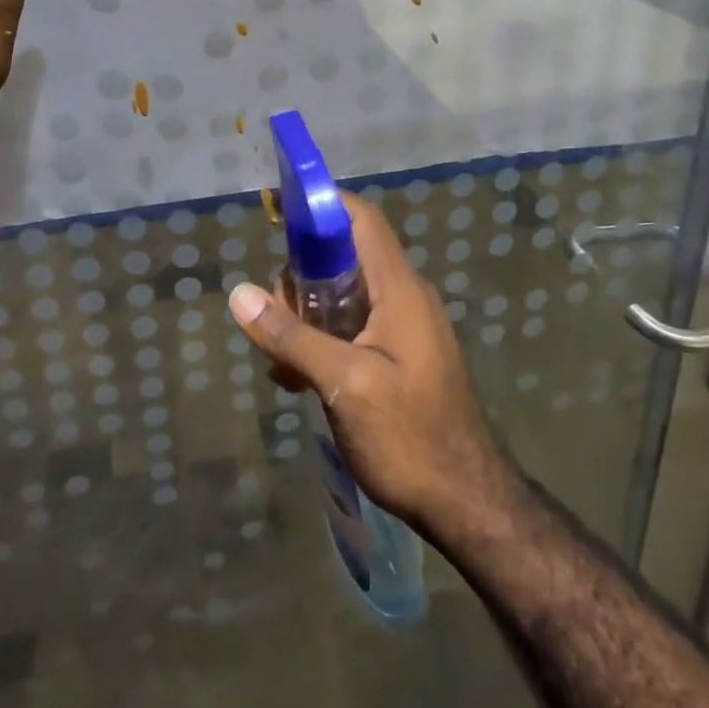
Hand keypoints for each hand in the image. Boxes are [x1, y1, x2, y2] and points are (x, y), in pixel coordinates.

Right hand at [227, 194, 515, 539]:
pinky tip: (296, 379)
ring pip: (342, 295)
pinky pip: (351, 328)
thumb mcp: (344, 384)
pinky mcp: (397, 356)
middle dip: (301, 276)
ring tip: (281, 360)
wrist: (467, 502)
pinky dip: (320, 340)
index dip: (321, 206)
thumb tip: (241, 295)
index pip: (361, 219)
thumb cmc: (409, 436)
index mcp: (398, 289)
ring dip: (306, 316)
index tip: (278, 215)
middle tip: (274, 318)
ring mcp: (402, 328)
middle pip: (344, 257)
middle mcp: (403, 297)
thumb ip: (292, 337)